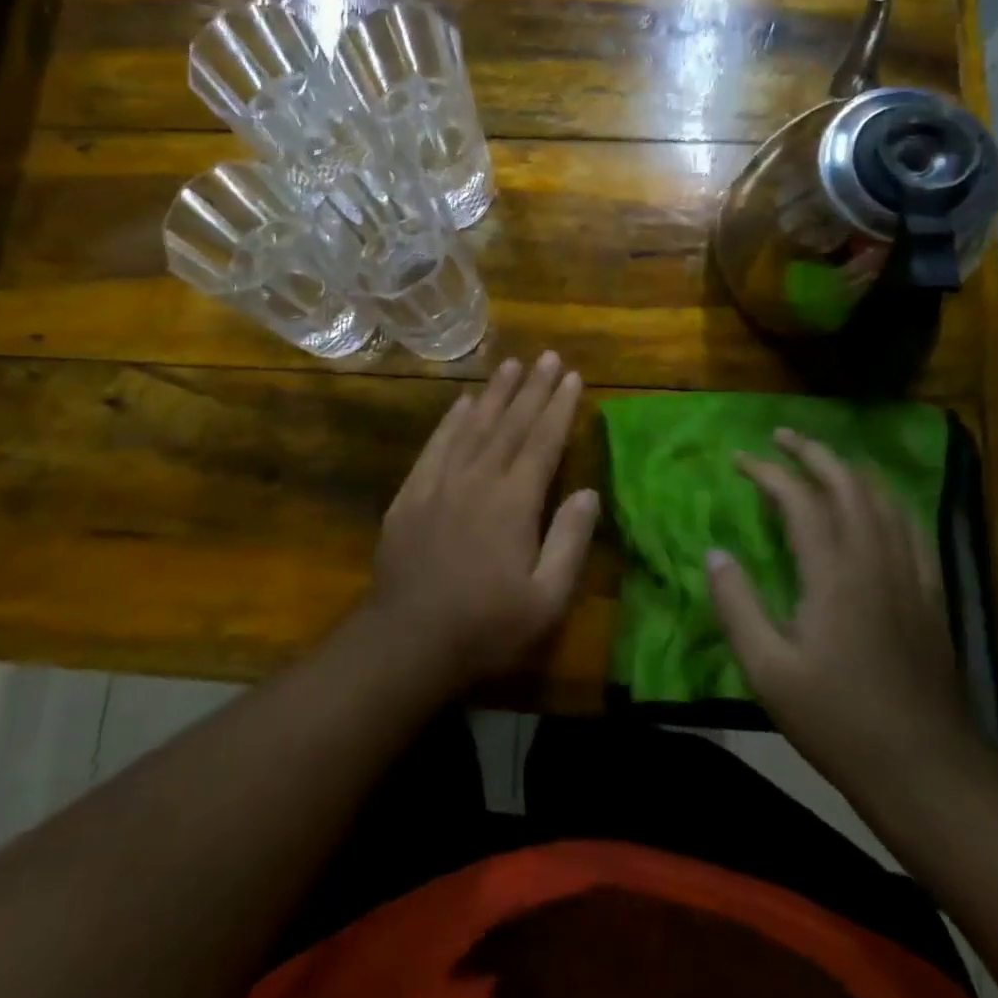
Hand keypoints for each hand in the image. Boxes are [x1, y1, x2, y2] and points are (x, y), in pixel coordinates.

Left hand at [368, 352, 599, 688]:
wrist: (407, 641)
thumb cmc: (485, 627)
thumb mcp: (545, 599)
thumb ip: (569, 541)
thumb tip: (590, 492)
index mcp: (514, 502)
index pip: (543, 442)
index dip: (559, 407)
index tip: (572, 377)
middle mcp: (478, 479)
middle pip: (510, 424)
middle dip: (532, 388)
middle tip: (548, 356)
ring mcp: (440, 483)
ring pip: (473, 426)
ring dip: (494, 393)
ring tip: (512, 364)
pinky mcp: (411, 493)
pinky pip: (436, 445)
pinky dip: (451, 420)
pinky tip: (462, 402)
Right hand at [707, 428, 974, 786]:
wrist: (927, 771)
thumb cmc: (838, 721)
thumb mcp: (767, 671)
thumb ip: (736, 605)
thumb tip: (715, 553)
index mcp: (834, 574)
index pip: (800, 499)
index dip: (768, 472)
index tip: (740, 460)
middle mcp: (876, 561)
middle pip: (848, 484)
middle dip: (813, 453)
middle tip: (782, 437)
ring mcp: (911, 576)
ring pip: (884, 500)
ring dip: (850, 470)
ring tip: (823, 460)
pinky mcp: (932, 596)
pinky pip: (911, 528)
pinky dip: (886, 501)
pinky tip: (877, 507)